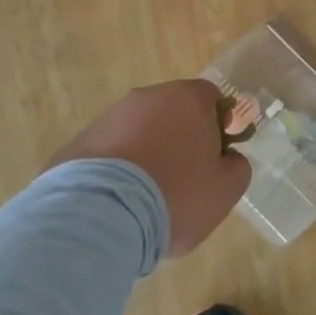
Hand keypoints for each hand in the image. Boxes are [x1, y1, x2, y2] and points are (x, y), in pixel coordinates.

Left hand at [46, 80, 249, 256]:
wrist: (100, 217)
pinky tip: (118, 202)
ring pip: (139, 130)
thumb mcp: (225, 189)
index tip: (216, 156)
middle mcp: (147, 97)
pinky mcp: (78, 143)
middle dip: (180, 138)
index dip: (219, 124)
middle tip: (185, 178)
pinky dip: (117, 169)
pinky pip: (110, 152)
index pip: (211, 97)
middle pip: (173, 111)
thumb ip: (237, 167)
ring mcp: (109, 118)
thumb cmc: (175, 195)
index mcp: (187, 98)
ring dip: (147, 153)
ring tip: (147, 197)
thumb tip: (228, 159)